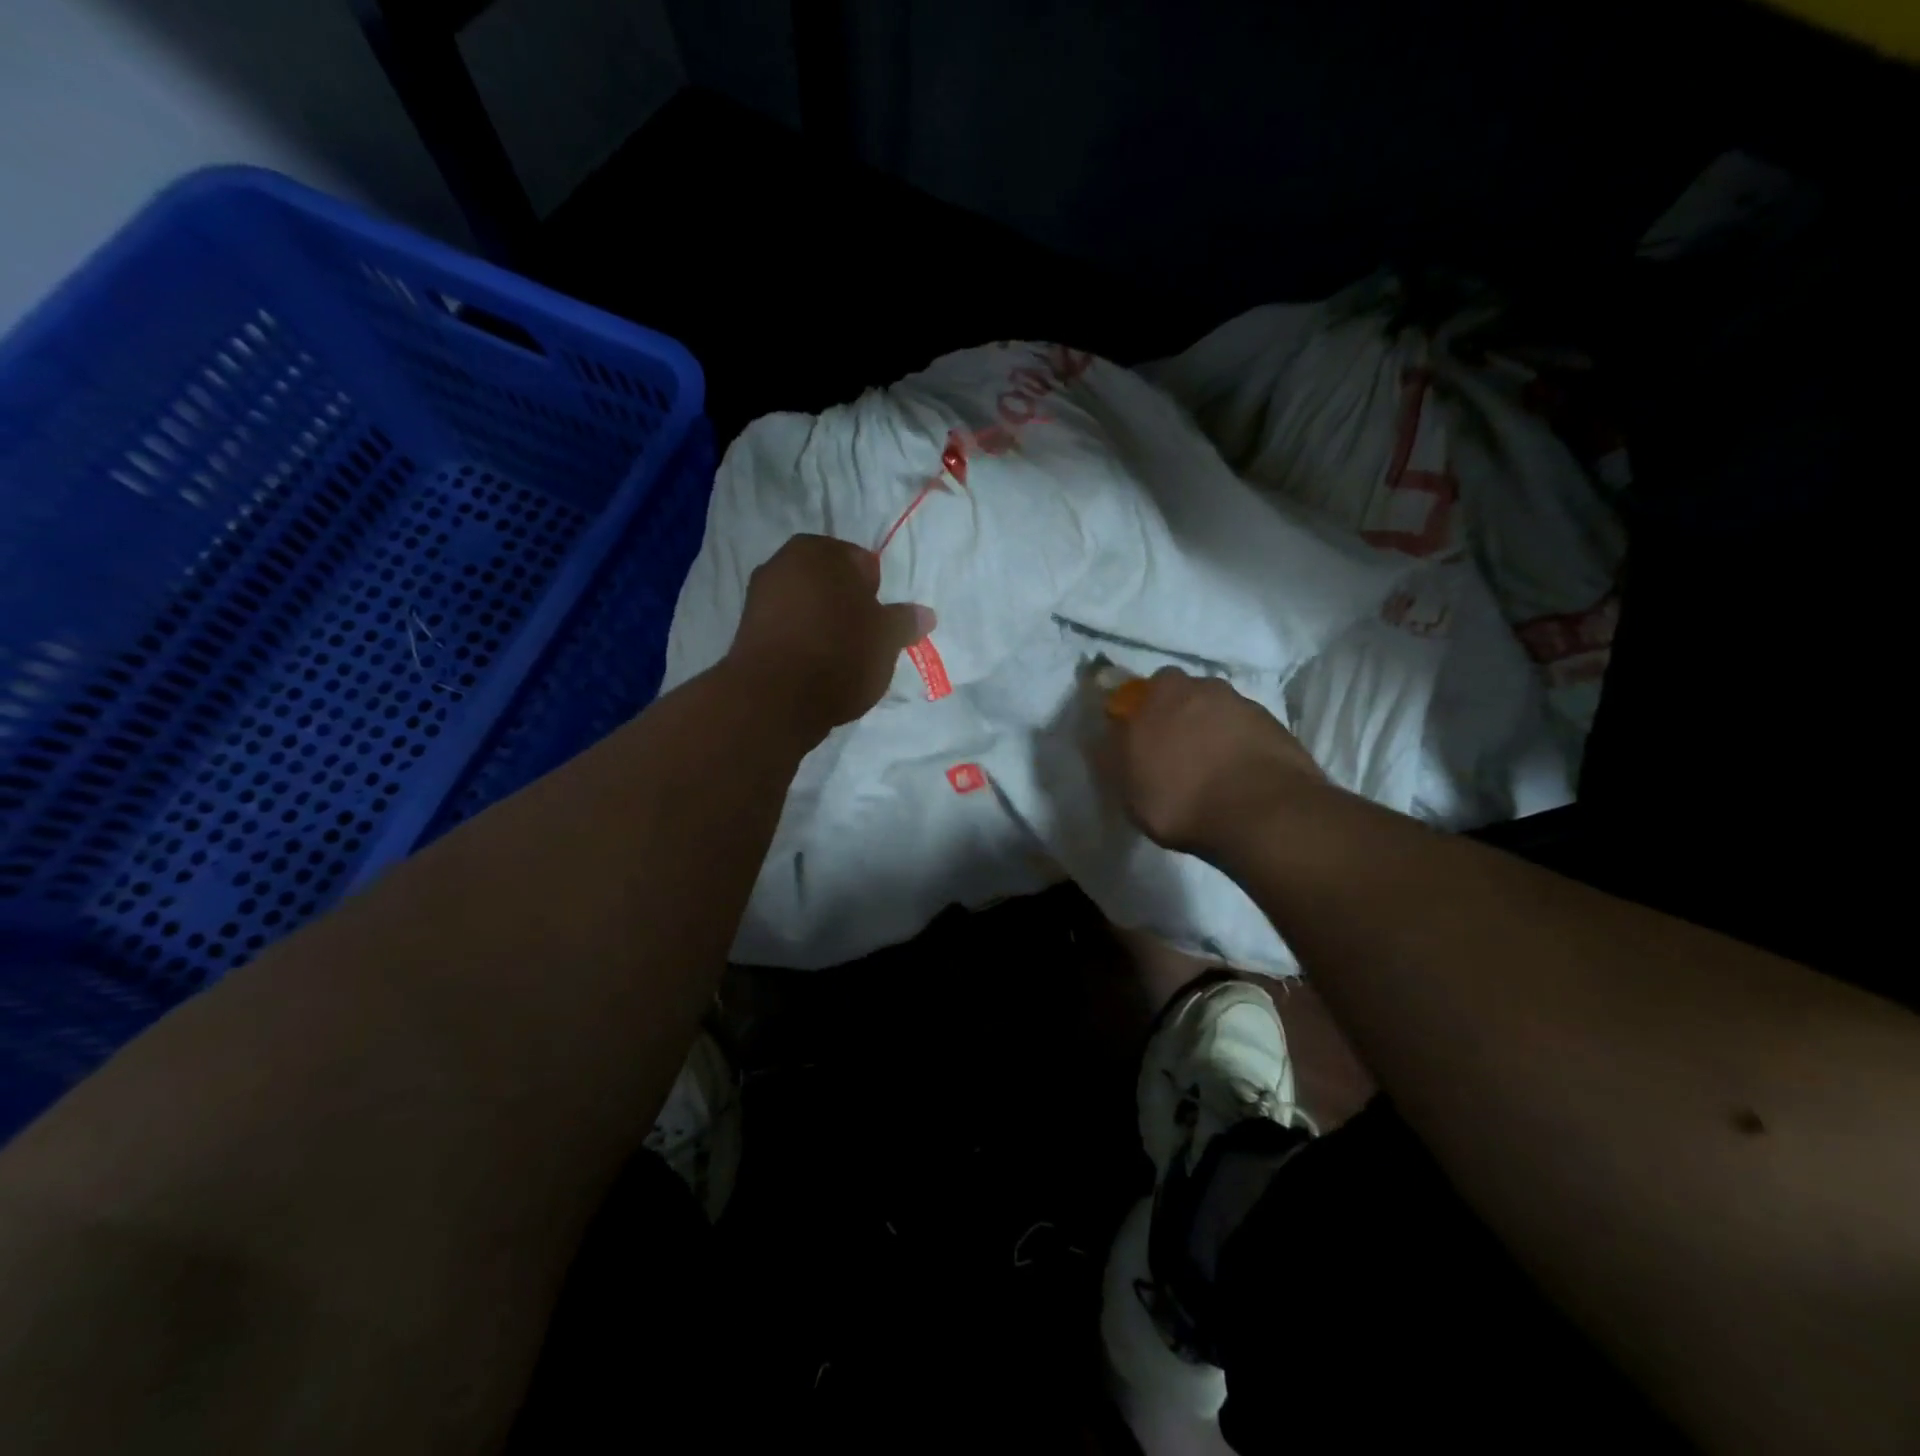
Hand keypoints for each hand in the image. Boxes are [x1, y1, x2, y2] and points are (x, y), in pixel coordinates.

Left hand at [726, 534, 934, 739]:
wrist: (775, 699)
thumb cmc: (839, 654)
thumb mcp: (887, 638)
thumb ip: (905, 621)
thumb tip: (925, 614)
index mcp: (820, 550)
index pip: (862, 563)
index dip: (875, 594)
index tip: (879, 624)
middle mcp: (783, 562)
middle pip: (831, 584)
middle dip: (847, 606)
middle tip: (863, 641)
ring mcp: (759, 596)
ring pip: (807, 606)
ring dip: (823, 624)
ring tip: (839, 659)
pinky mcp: (746, 630)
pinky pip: (787, 629)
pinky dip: (801, 641)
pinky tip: (813, 668)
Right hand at [1099, 668, 1324, 855]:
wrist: (1262, 815)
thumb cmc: (1179, 796)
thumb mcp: (1124, 783)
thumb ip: (1110, 752)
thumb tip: (1103, 734)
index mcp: (1162, 691)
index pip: (1140, 690)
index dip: (1138, 713)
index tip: (1137, 739)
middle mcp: (1205, 687)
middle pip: (1184, 696)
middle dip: (1177, 717)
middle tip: (1173, 754)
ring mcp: (1246, 706)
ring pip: (1218, 713)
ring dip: (1211, 733)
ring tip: (1209, 772)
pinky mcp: (1278, 730)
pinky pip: (1247, 734)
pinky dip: (1239, 750)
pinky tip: (1236, 780)